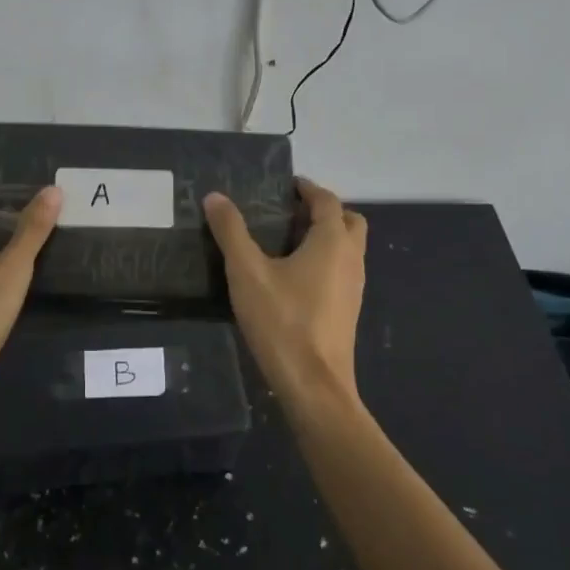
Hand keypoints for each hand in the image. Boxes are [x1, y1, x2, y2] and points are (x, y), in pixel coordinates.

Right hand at [204, 177, 366, 409]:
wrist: (313, 384)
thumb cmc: (282, 321)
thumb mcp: (247, 273)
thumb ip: (231, 232)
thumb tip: (215, 197)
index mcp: (332, 242)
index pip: (327, 201)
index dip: (308, 189)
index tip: (287, 185)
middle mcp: (351, 259)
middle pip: (348, 221)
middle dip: (324, 211)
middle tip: (290, 213)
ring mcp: (354, 287)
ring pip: (348, 248)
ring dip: (326, 237)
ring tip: (286, 242)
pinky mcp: (348, 310)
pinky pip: (342, 271)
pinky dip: (325, 261)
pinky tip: (294, 278)